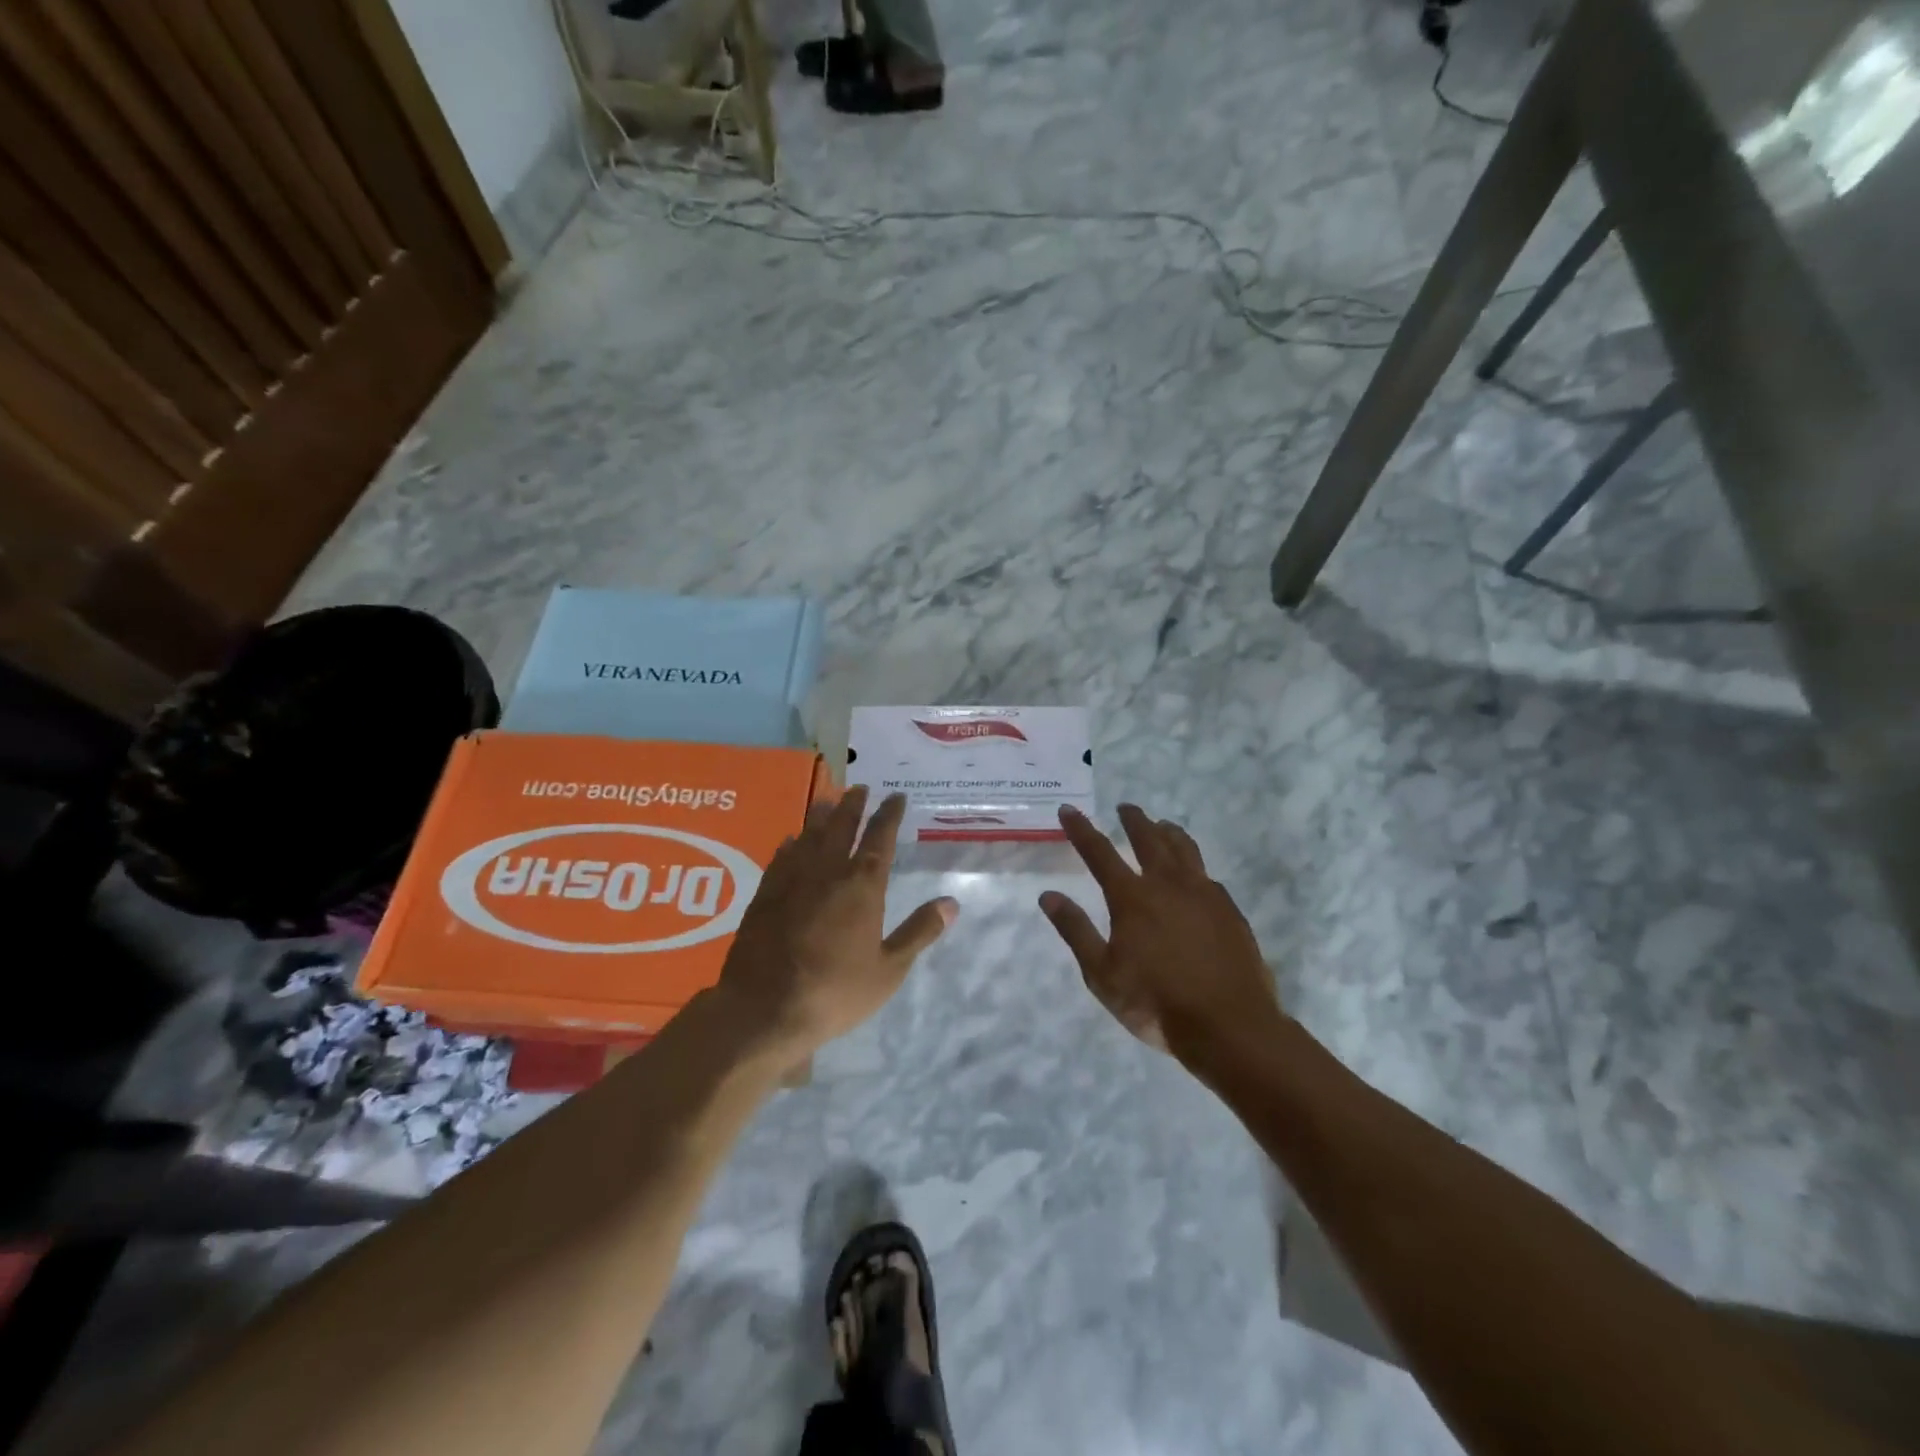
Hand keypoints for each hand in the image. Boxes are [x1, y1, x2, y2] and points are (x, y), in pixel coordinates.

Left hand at [716, 787, 956, 1059]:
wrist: (765, 1009)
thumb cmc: (836, 991)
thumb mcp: (889, 969)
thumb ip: (919, 932)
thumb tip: (951, 902)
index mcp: (862, 886)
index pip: (880, 839)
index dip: (889, 815)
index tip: (896, 796)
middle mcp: (827, 873)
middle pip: (841, 828)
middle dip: (853, 805)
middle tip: (859, 787)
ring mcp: (791, 881)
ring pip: (809, 836)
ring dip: (821, 816)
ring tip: (828, 800)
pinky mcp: (765, 895)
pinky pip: (780, 858)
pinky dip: (790, 845)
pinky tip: (790, 840)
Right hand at [1041, 804, 1279, 1060]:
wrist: (1228, 1025)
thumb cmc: (1155, 1002)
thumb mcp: (1102, 974)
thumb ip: (1076, 931)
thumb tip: (1048, 896)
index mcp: (1132, 897)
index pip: (1099, 852)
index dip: (1081, 829)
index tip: (1069, 809)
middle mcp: (1167, 884)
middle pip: (1148, 839)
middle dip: (1133, 820)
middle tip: (1125, 807)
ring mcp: (1204, 894)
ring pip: (1184, 849)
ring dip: (1168, 833)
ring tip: (1162, 826)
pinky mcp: (1229, 910)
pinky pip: (1207, 874)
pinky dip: (1193, 865)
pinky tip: (1194, 874)